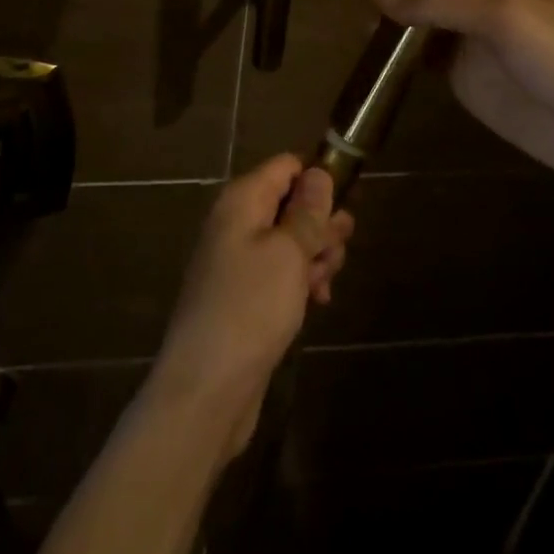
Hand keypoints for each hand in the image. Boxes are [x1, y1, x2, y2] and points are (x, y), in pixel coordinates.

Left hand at [146, 156, 354, 459]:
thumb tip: (318, 172)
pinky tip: (317, 301)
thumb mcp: (289, 253)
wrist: (207, 387)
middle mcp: (236, 221)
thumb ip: (307, 212)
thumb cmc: (251, 307)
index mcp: (242, 200)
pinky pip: (279, 271)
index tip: (346, 207)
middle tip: (338, 251)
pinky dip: (300, 280)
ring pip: (289, 240)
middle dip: (321, 224)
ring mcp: (237, 259)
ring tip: (325, 282)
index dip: (318, 179)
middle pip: (290, 203)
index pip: (286, 166)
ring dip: (315, 255)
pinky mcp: (243, 294)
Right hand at [374, 0, 553, 200]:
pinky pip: (428, 61)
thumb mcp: (506, 16)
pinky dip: (403, 57)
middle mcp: (485, 3)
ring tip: (363, 25)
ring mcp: (476, 45)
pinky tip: (379, 58)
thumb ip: (441, 3)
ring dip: (397, 21)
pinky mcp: (469, 82)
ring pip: (425, 23)